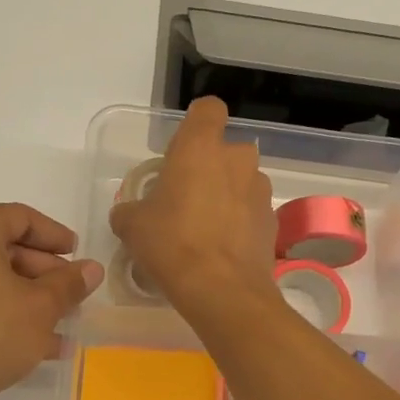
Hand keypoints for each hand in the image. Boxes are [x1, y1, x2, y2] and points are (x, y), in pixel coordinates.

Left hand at [0, 203, 103, 399]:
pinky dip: (6, 312)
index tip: (79, 256)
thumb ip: (70, 283)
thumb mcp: (41, 307)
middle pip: (6, 248)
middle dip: (45, 273)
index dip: (55, 236)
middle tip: (74, 296)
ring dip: (31, 298)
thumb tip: (92, 269)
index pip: (21, 218)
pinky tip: (40, 344)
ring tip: (65, 324)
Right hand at [109, 97, 278, 320]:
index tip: (181, 150)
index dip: (196, 124)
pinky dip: (238, 223)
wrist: (221, 290)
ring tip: (203, 230)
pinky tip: (220, 250)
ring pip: (240, 182)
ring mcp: (260, 190)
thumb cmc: (171, 243)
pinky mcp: (272, 221)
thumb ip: (129, 210)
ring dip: (225, 196)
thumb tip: (127, 214)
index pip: (208, 109)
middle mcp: (237, 159)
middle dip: (209, 168)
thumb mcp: (132, 226)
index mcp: (201, 147)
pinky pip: (250, 212)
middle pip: (225, 151)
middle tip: (185, 199)